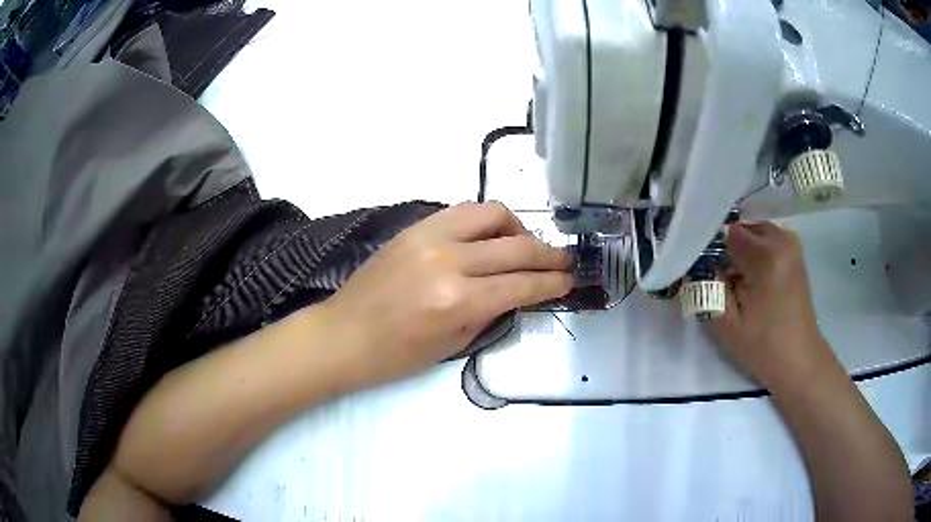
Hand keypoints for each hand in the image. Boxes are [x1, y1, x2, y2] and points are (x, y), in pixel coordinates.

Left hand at [320, 202, 571, 383]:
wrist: (344, 335)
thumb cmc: (395, 355)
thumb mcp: (453, 345)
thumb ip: (491, 312)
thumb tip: (518, 292)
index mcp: (458, 300)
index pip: (522, 284)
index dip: (553, 283)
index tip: (570, 281)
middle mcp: (448, 259)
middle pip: (516, 246)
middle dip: (549, 255)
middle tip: (564, 262)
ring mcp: (429, 236)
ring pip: (492, 214)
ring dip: (519, 228)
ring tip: (526, 246)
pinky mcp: (415, 227)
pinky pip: (463, 212)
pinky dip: (487, 221)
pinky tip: (491, 238)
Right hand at [712, 222, 837, 390]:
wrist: (798, 359)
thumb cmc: (762, 345)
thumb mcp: (726, 322)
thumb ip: (709, 287)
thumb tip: (702, 265)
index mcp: (765, 255)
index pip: (728, 233)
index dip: (715, 251)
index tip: (710, 273)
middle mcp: (782, 240)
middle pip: (743, 229)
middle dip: (730, 250)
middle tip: (726, 280)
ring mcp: (792, 244)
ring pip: (755, 233)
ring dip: (744, 251)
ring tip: (741, 282)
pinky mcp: (795, 253)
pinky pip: (768, 240)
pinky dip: (757, 253)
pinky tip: (755, 279)